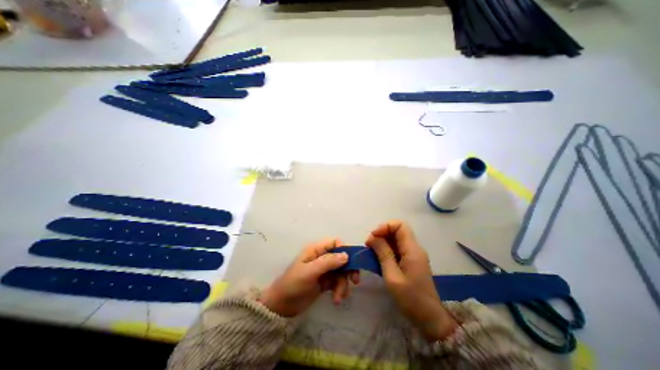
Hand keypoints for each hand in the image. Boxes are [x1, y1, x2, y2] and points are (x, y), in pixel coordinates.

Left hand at [259, 239, 360, 316]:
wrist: (281, 306)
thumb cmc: (293, 284)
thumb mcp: (310, 272)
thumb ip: (328, 262)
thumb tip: (347, 255)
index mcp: (316, 250)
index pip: (335, 243)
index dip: (345, 249)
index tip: (352, 262)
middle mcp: (321, 257)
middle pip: (342, 257)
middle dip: (348, 269)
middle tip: (355, 281)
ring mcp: (324, 270)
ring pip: (341, 271)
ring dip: (343, 284)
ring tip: (338, 298)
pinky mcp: (325, 281)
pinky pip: (338, 281)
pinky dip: (340, 289)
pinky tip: (337, 299)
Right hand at [366, 220, 459, 341]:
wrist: (429, 319)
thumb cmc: (411, 299)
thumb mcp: (392, 276)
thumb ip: (383, 254)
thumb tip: (373, 236)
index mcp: (412, 250)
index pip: (400, 225)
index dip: (385, 226)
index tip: (373, 236)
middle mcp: (414, 248)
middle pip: (397, 230)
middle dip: (381, 233)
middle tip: (369, 245)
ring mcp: (413, 254)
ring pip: (396, 238)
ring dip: (382, 241)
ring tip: (371, 251)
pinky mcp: (410, 260)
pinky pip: (397, 248)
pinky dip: (386, 249)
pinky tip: (378, 258)